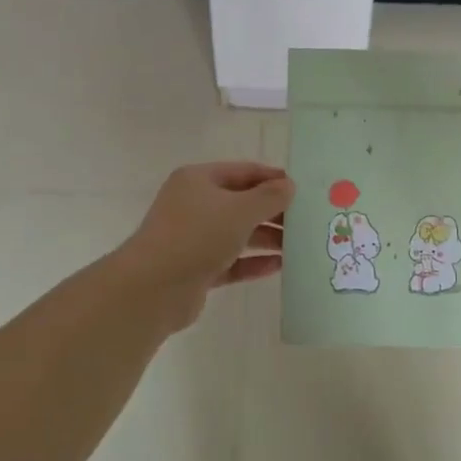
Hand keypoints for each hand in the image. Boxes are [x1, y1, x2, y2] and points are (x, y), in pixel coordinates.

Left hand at [118, 162, 293, 329]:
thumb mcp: (240, 210)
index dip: (273, 178)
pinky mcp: (196, 269)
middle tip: (306, 221)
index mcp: (198, 180)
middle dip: (273, 212)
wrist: (153, 288)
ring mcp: (193, 238)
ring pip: (237, 233)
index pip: (243, 172)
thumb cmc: (197, 236)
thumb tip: (289, 186)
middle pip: (241, 203)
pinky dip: (253, 262)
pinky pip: (231, 261)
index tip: (303, 190)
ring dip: (267, 238)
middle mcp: (194, 205)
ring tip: (299, 246)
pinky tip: (279, 266)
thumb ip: (269, 197)